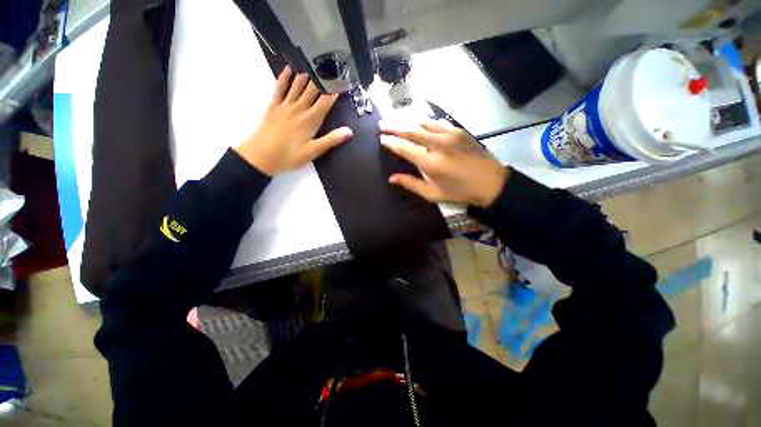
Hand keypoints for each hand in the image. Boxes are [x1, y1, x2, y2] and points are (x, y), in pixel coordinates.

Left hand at [235, 66, 352, 175]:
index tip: (343, 80)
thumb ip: (331, 140)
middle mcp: (299, 108)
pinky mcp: (274, 106)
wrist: (261, 155)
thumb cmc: (290, 155)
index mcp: (311, 119)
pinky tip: (288, 69)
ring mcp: (285, 105)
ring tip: (314, 64)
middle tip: (330, 67)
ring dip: (307, 75)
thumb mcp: (314, 151)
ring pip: (297, 85)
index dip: (335, 90)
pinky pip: (280, 88)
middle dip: (322, 79)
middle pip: (313, 90)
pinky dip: (284, 77)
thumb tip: (349, 131)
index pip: (326, 101)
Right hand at [380, 121, 507, 206]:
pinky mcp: (459, 131)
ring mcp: (450, 135)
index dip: (391, 142)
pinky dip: (426, 122)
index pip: (404, 148)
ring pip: (424, 123)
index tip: (382, 139)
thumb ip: (411, 184)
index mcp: (430, 163)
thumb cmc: (460, 192)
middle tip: (383, 125)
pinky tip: (421, 122)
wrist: (491, 183)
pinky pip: (438, 123)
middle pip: (411, 131)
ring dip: (409, 122)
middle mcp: (438, 144)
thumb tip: (392, 178)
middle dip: (395, 127)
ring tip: (398, 121)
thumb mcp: (433, 194)